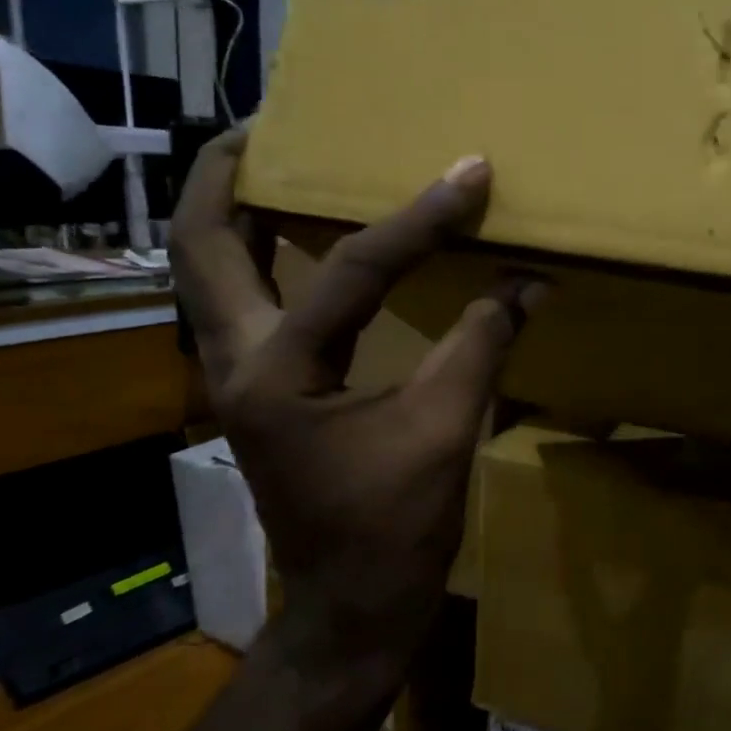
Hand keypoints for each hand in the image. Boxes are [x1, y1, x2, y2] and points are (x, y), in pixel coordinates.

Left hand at [169, 127, 538, 662]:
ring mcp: (239, 378)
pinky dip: (266, 258)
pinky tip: (306, 239)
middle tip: (274, 124)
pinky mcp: (261, 392)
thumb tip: (529, 279)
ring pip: (211, 273)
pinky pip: (247, 302)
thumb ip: (482, 345)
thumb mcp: (444, 432)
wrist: (352, 606)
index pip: (349, 270)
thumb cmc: (393, 530)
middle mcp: (236, 363)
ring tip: (278, 162)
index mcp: (276, 374)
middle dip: (227, 175)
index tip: (467, 173)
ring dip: (234, 212)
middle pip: (202, 245)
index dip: (417, 220)